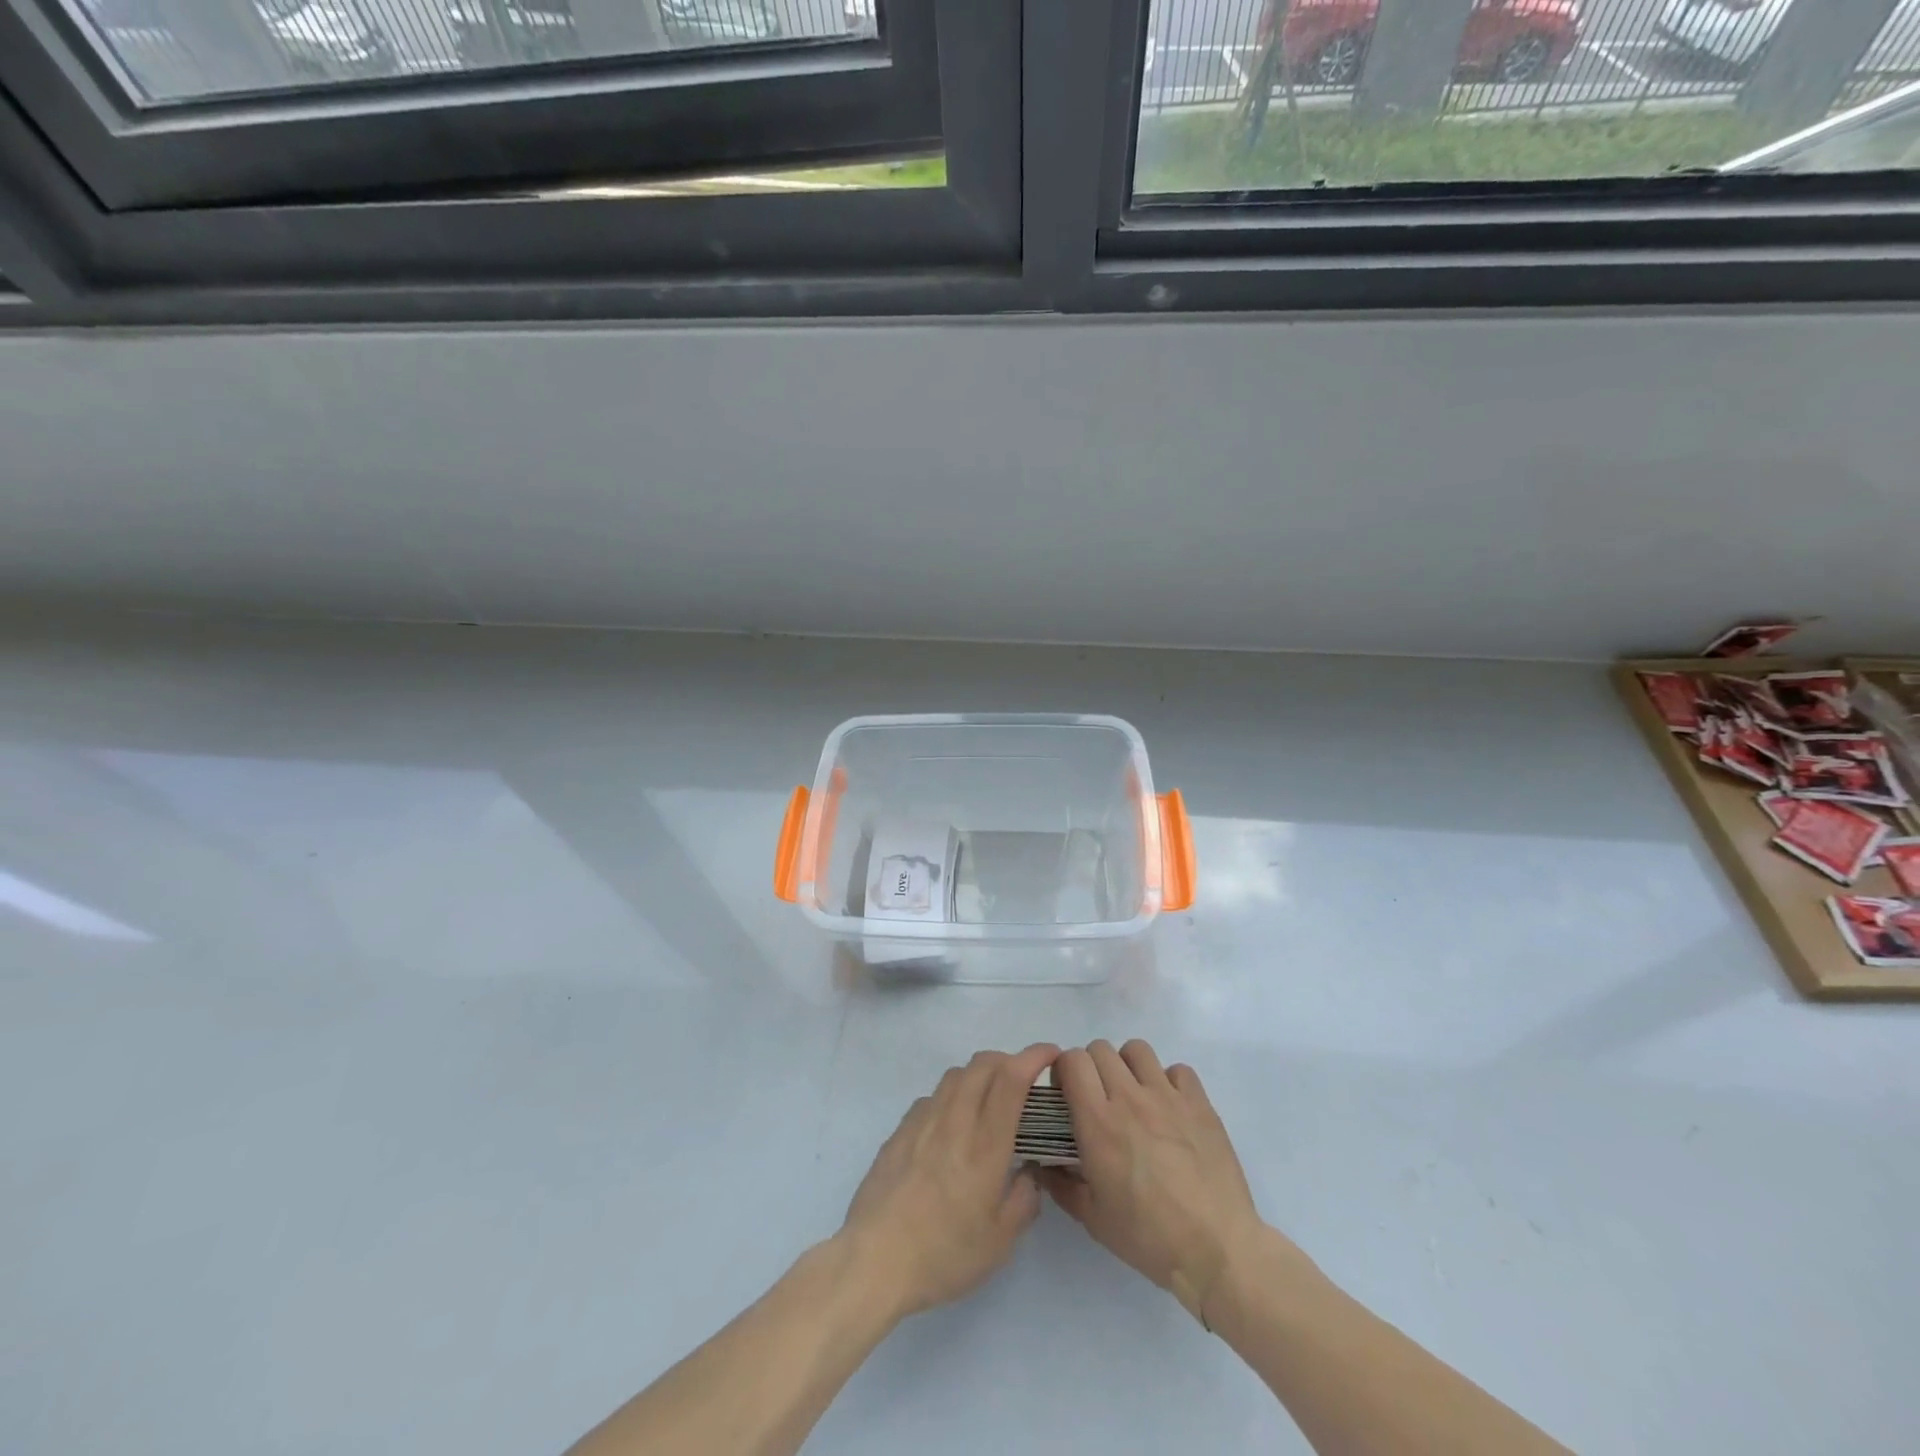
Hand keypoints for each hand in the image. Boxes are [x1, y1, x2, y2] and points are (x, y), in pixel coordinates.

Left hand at [838, 1043, 1059, 1320]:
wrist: (875, 1259)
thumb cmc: (943, 1254)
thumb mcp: (999, 1242)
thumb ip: (1023, 1200)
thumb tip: (1029, 1172)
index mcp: (985, 1145)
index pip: (1011, 1079)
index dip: (1033, 1057)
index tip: (1051, 1054)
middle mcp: (955, 1120)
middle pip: (983, 1064)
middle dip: (1008, 1060)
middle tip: (1023, 1081)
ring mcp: (923, 1121)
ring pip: (956, 1075)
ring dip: (979, 1074)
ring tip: (988, 1101)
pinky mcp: (900, 1130)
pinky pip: (932, 1097)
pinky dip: (951, 1096)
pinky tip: (952, 1126)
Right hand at [1042, 1040, 1265, 1326]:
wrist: (1217, 1250)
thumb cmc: (1148, 1236)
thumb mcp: (1093, 1218)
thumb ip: (1061, 1184)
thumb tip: (1041, 1164)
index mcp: (1098, 1122)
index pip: (1072, 1061)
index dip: (1064, 1070)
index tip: (1067, 1093)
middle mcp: (1129, 1097)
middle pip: (1101, 1049)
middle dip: (1092, 1067)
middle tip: (1099, 1098)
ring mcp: (1167, 1096)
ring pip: (1137, 1050)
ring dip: (1128, 1066)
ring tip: (1134, 1095)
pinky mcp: (1199, 1103)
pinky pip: (1177, 1070)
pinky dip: (1168, 1081)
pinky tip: (1169, 1109)